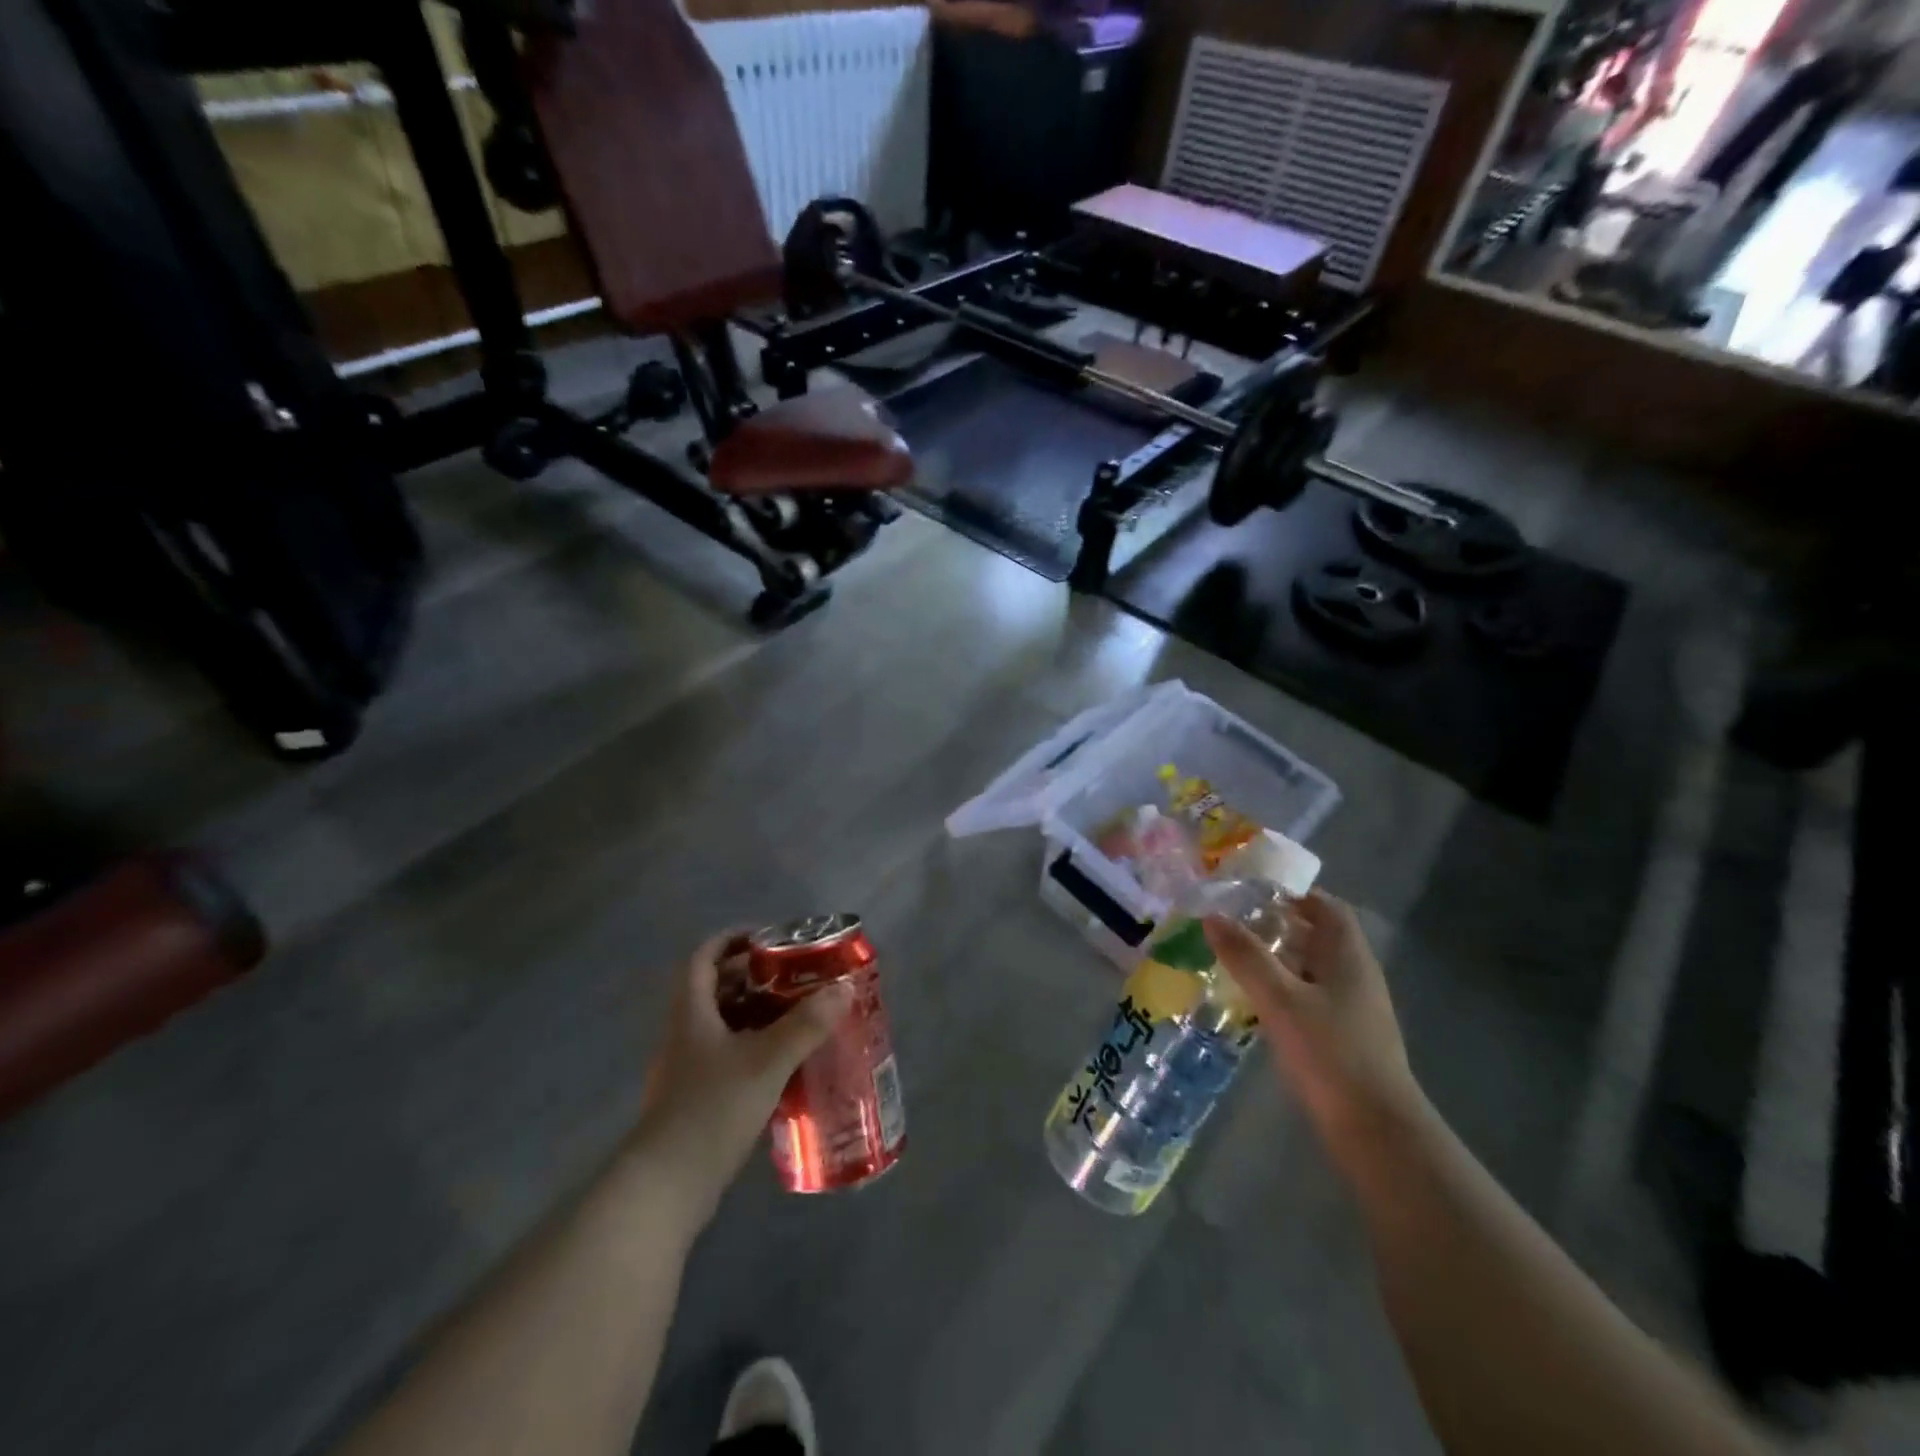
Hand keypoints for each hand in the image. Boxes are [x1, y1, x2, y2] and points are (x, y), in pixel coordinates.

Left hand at [629, 931, 853, 1226]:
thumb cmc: (711, 1109)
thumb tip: (843, 989)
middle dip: (753, 976)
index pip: (703, 957)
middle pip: (715, 988)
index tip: (767, 937)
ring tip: (798, 1013)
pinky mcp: (696, 1099)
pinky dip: (754, 1047)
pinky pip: (727, 1055)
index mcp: (691, 1012)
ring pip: (723, 1024)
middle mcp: (684, 1033)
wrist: (665, 1189)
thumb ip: (805, 1025)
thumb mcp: (766, 1061)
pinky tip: (783, 1061)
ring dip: (756, 1013)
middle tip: (794, 975)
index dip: (731, 939)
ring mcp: (687, 1069)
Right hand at [1204, 892, 1423, 1149]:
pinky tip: (1257, 1001)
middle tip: (1235, 924)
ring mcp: (1354, 1009)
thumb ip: (1245, 956)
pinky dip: (1284, 988)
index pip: (1327, 907)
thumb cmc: (1330, 1053)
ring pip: (1313, 968)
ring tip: (1237, 958)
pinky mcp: (1345, 1037)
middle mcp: (1356, 975)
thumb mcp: (1280, 999)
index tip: (1252, 892)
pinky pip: (1311, 997)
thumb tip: (1211, 915)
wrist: (1376, 1130)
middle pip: (1319, 936)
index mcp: (1348, 956)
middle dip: (1279, 925)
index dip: (1293, 894)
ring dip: (1279, 958)